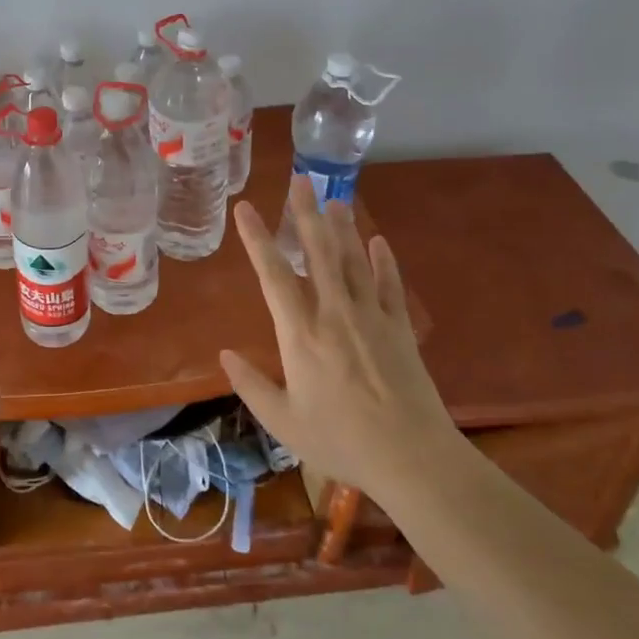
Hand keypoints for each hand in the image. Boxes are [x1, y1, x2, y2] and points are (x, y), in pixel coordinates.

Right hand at [220, 177, 455, 500]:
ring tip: (334, 198)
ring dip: (343, 227)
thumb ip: (251, 386)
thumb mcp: (283, 422)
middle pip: (319, 252)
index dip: (257, 239)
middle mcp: (335, 313)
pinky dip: (384, 260)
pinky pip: (390, 284)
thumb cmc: (341, 441)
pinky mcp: (400, 328)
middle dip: (305, 214)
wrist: (413, 458)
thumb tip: (224, 354)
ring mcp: (372, 317)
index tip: (246, 208)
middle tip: (299, 180)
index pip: (273, 275)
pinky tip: (378, 241)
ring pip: (354, 260)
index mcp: (301, 334)